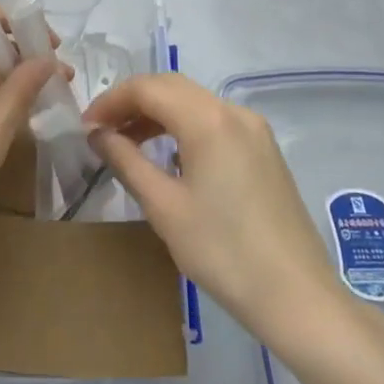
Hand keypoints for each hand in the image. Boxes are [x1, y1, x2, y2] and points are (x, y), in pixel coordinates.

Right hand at [82, 74, 346, 347]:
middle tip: (101, 131)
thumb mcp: (164, 207)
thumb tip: (98, 134)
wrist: (297, 297)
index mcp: (208, 118)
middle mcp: (233, 111)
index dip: (111, 101)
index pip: (148, 87)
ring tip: (127, 143)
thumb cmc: (223, 252)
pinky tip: (169, 156)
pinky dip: (184, 127)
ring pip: (194, 102)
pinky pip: (214, 121)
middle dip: (132, 102)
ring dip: (157, 114)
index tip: (86, 127)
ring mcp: (254, 129)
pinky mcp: (264, 149)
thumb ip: (126, 161)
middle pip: (172, 87)